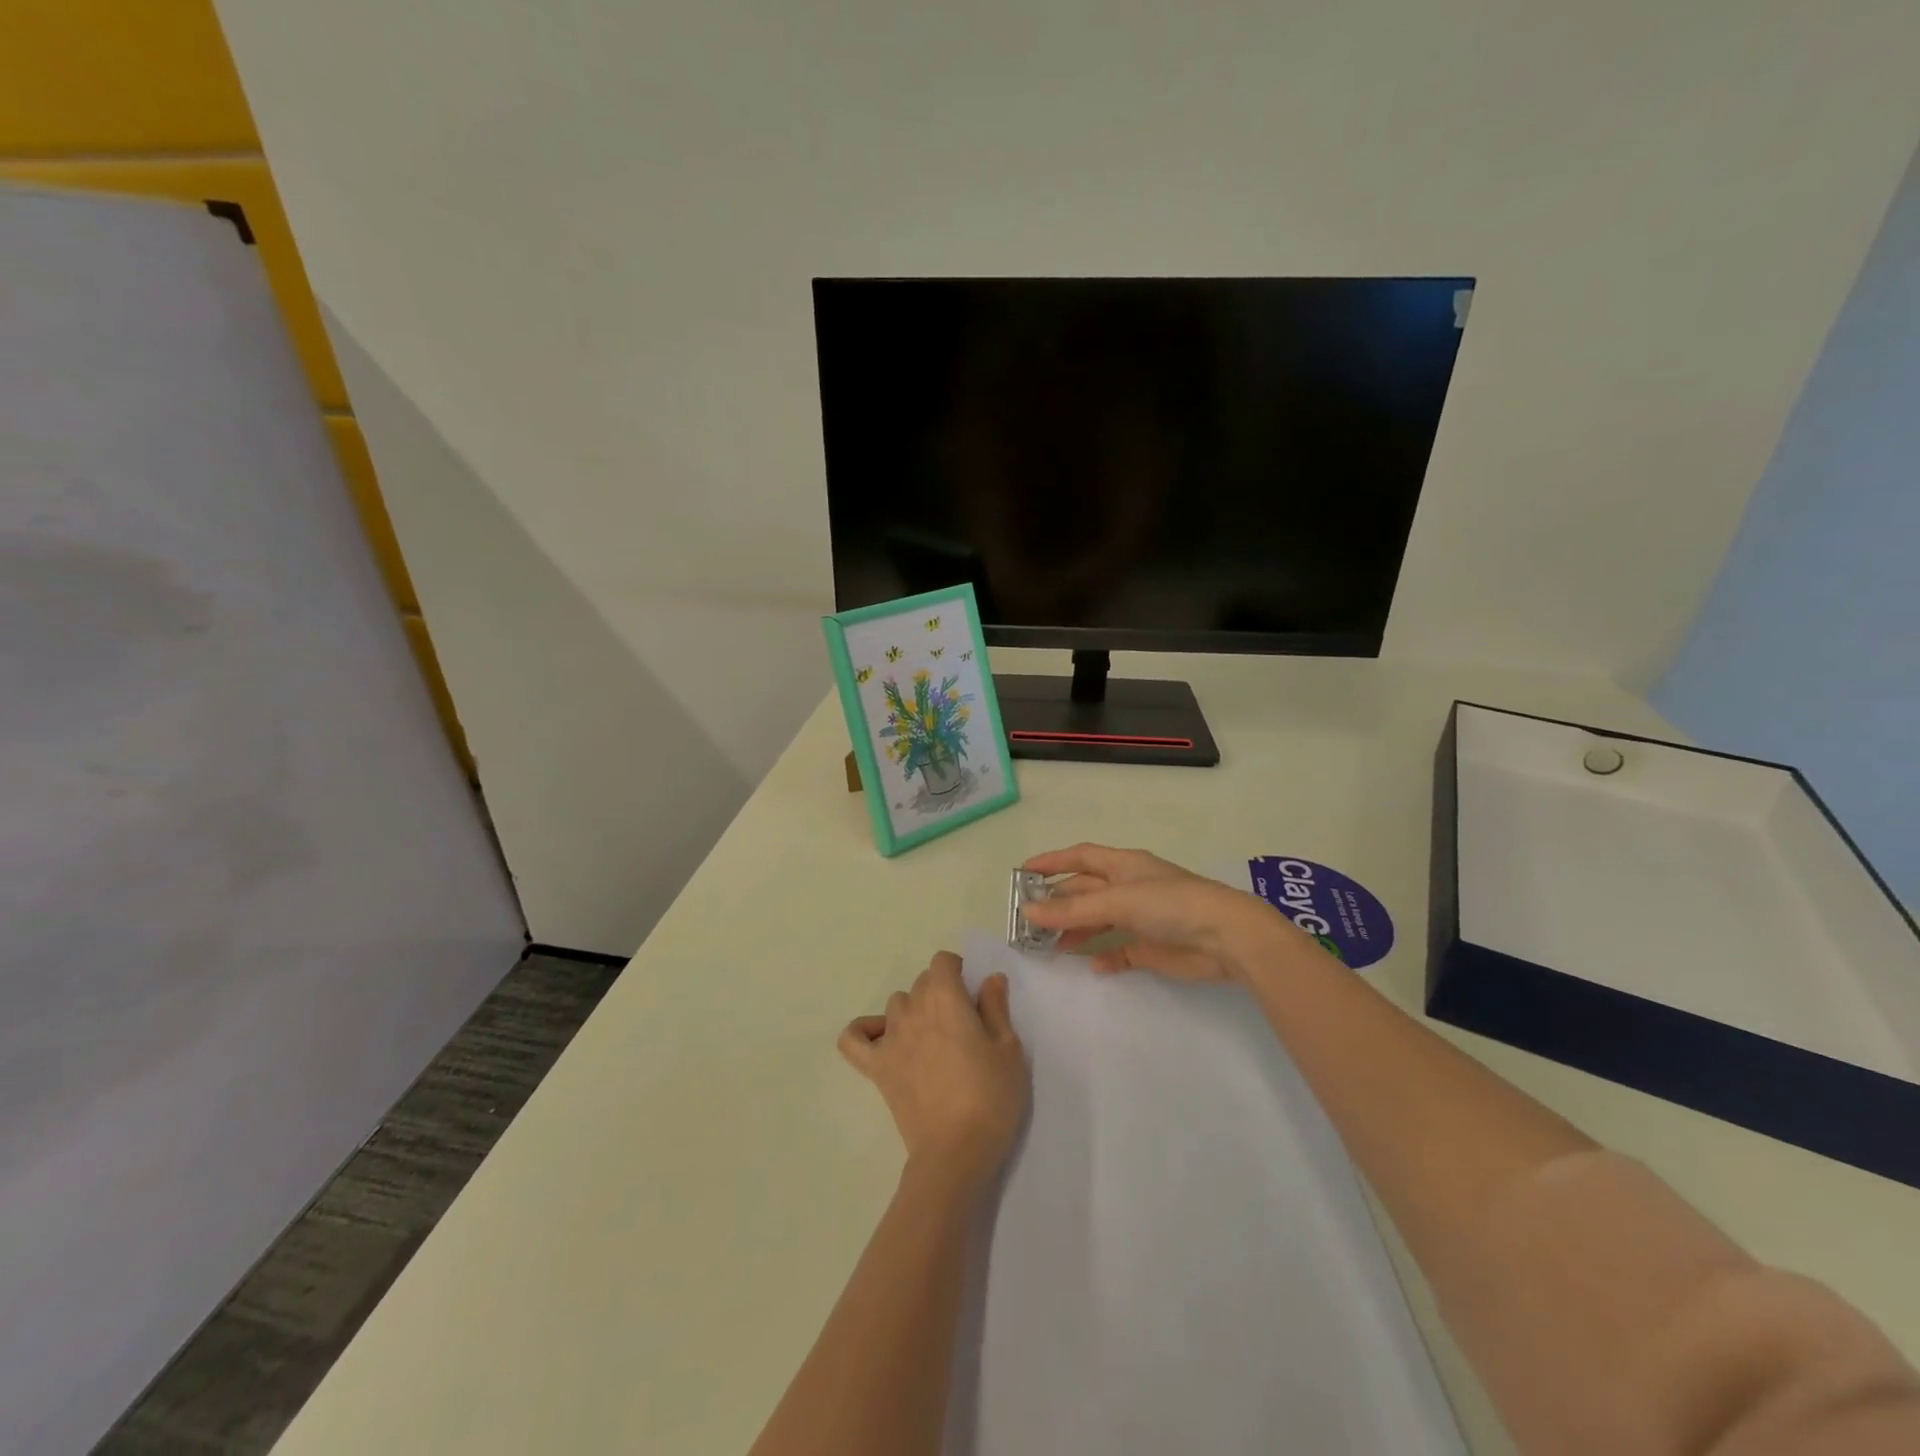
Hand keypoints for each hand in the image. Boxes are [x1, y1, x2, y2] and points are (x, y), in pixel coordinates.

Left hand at [839, 952, 1027, 1194]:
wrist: (956, 1153)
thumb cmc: (991, 1098)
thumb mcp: (1009, 1050)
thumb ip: (996, 1008)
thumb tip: (990, 979)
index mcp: (945, 998)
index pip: (942, 961)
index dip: (958, 971)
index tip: (974, 996)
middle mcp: (913, 1009)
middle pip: (922, 982)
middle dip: (941, 991)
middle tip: (963, 1023)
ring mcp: (890, 1038)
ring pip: (896, 1004)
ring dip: (913, 1010)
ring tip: (933, 1038)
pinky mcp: (876, 1068)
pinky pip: (854, 1038)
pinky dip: (864, 1032)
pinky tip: (883, 1040)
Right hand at [1020, 843, 1304, 983]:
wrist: (1226, 938)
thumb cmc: (1171, 905)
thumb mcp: (1118, 901)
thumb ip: (1073, 910)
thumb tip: (1028, 912)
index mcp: (1124, 866)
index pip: (1080, 857)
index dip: (1052, 862)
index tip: (1022, 873)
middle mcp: (1129, 888)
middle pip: (1085, 891)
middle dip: (1058, 902)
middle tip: (1028, 920)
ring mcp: (1140, 918)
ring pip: (1098, 921)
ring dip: (1075, 931)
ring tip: (1049, 946)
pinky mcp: (1150, 947)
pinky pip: (1118, 951)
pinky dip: (1103, 956)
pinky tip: (1091, 965)